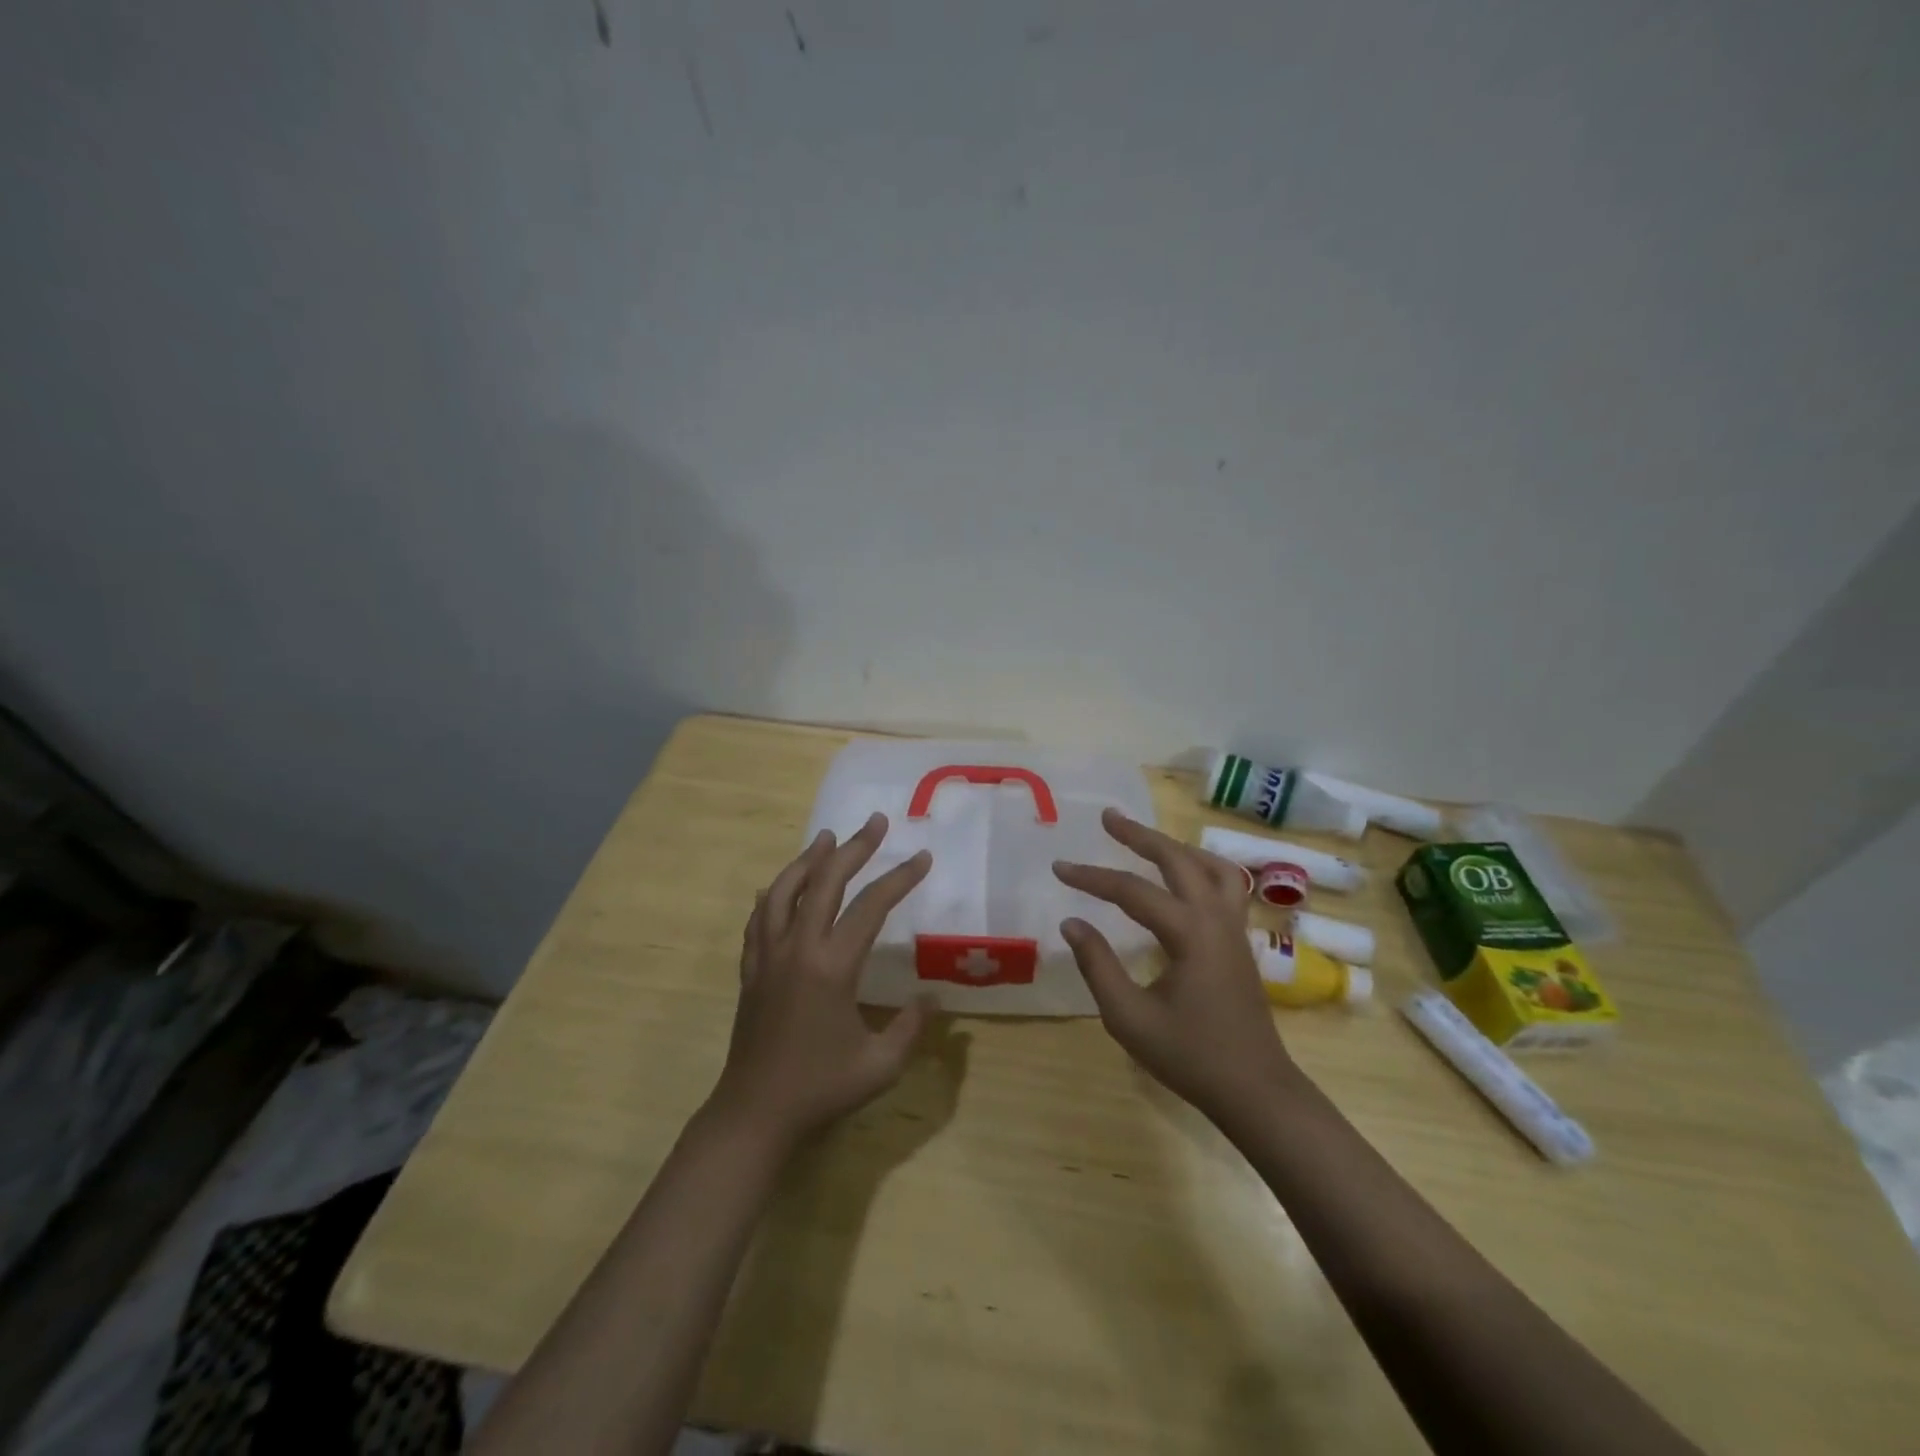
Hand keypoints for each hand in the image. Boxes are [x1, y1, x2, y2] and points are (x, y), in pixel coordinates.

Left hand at [709, 813, 934, 1151]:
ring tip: (828, 837)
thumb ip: (911, 1028)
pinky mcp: (751, 969)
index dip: (900, 878)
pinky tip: (780, 886)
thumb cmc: (821, 1088)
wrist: (754, 1112)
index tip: (921, 857)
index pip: (871, 906)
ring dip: (808, 859)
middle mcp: (798, 949)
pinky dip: (774, 893)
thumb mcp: (880, 1065)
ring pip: (785, 890)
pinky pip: (759, 918)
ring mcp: (768, 955)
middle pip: (825, 882)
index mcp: (832, 967)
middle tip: (875, 822)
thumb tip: (932, 998)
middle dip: (854, 848)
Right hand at [1053, 809, 1297, 1128]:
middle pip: (1178, 859)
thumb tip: (1072, 922)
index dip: (1091, 877)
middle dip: (1140, 836)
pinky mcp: (1240, 941)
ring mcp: (1234, 928)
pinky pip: (1226, 885)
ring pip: (1211, 866)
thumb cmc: (1190, 1056)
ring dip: (1176, 846)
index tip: (1059, 867)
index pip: (1131, 890)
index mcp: (1189, 933)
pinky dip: (1201, 866)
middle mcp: (1215, 918)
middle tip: (1108, 817)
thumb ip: (1097, 965)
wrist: (1255, 1090)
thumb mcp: (1129, 1017)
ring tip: (1147, 839)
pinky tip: (1185, 876)